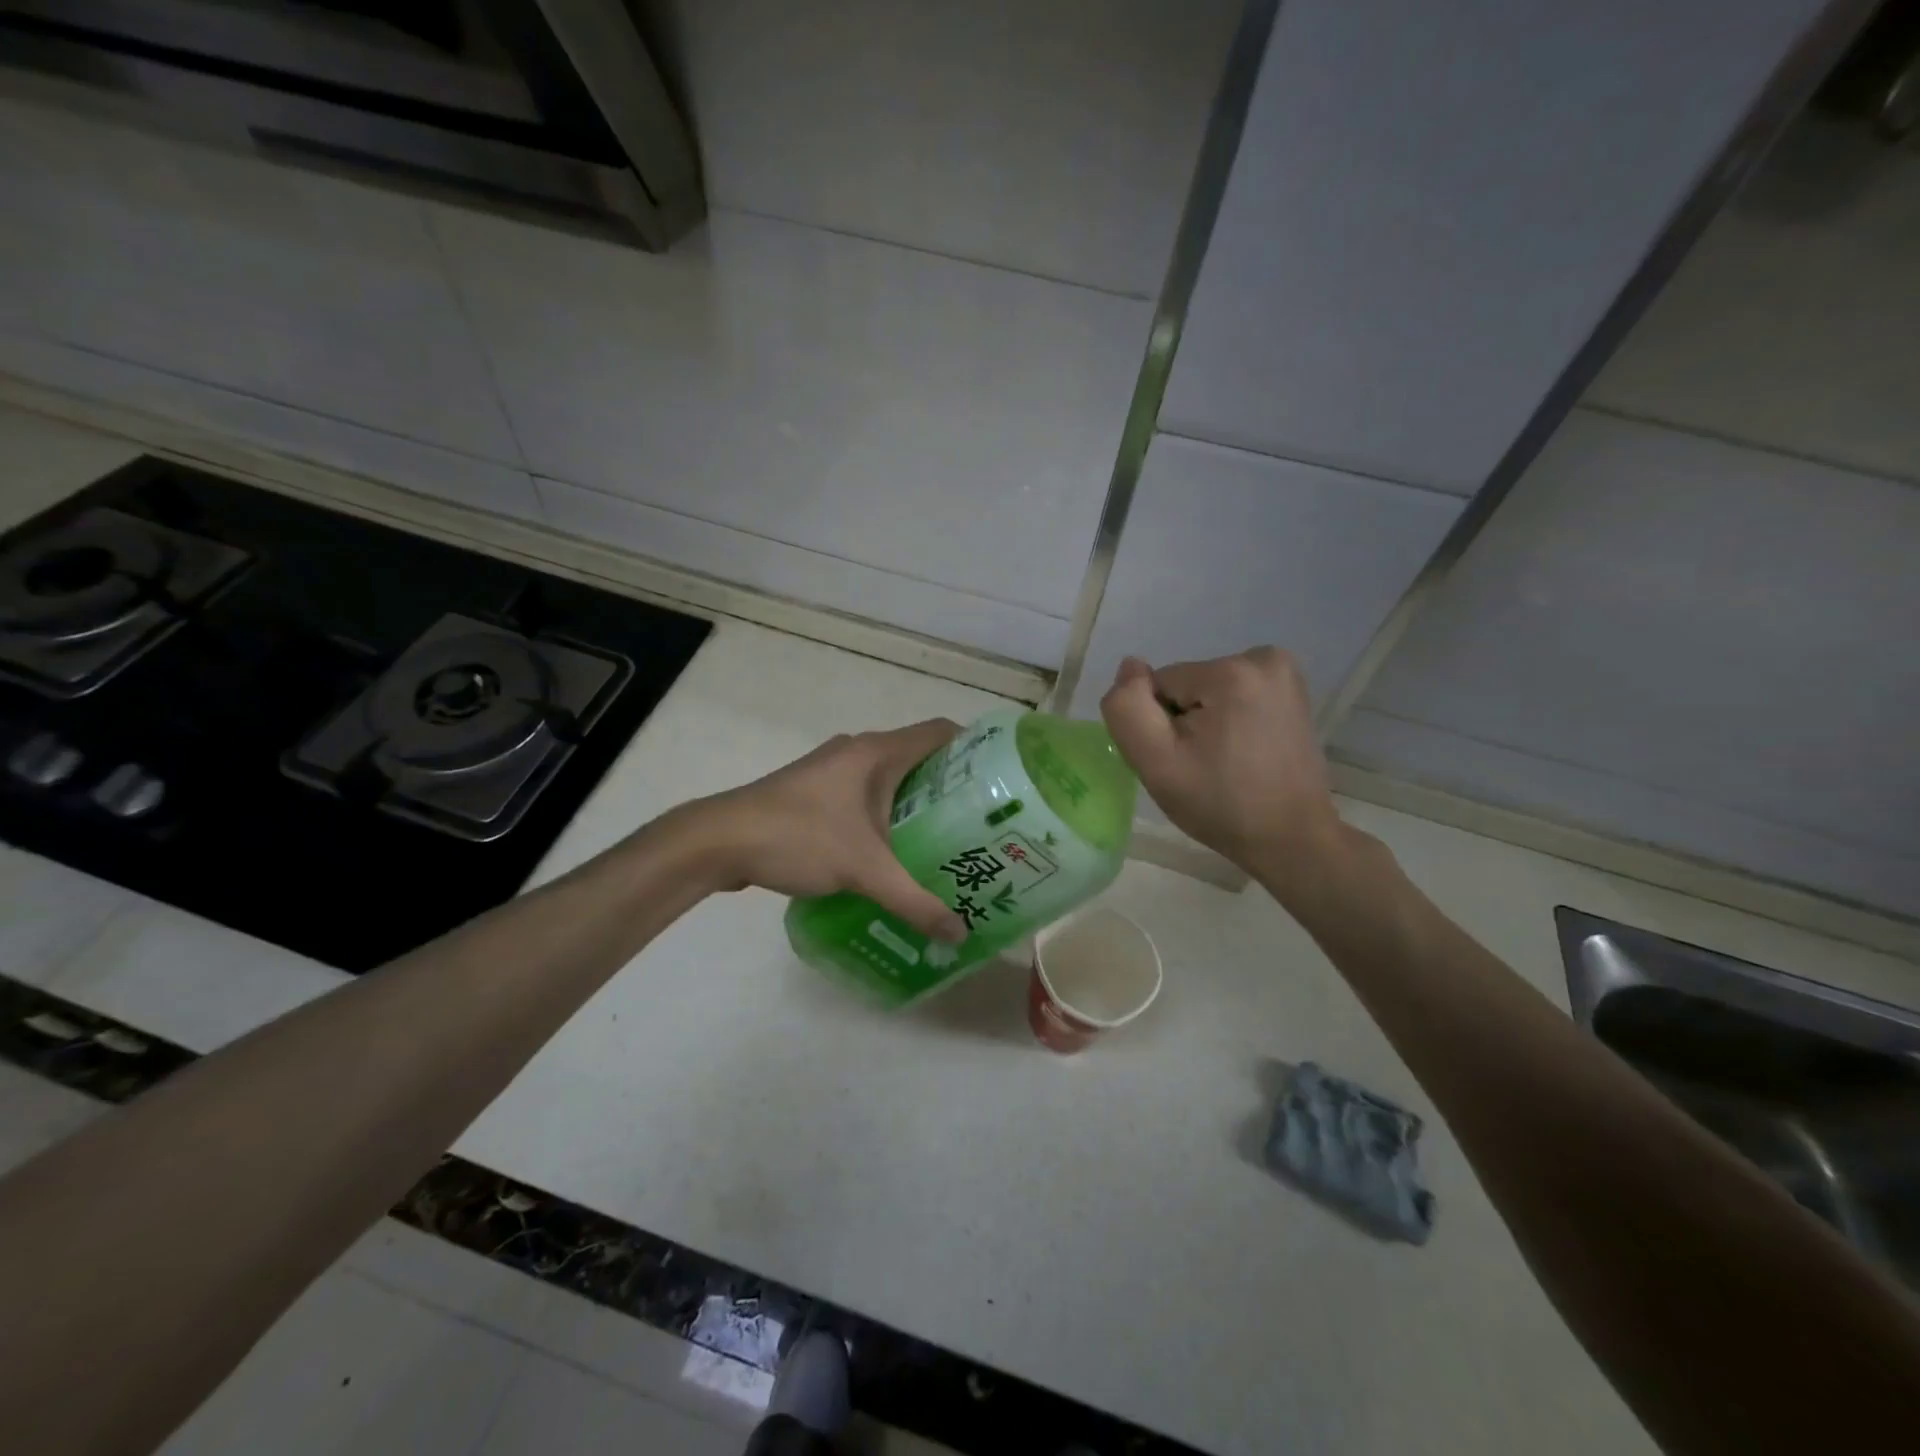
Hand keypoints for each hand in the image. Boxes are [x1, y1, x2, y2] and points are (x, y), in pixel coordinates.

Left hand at [683, 720, 967, 942]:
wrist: (719, 841)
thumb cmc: (799, 837)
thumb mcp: (865, 871)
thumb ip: (915, 902)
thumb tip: (959, 934)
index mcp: (878, 752)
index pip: (941, 732)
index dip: (975, 749)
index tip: (1001, 782)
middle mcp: (859, 752)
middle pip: (920, 757)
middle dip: (951, 787)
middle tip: (982, 824)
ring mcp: (834, 771)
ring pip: (890, 780)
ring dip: (917, 805)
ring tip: (948, 842)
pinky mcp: (815, 792)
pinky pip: (866, 796)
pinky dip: (887, 816)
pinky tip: (895, 853)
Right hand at [1099, 648, 1344, 890]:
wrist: (1290, 838)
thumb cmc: (1220, 804)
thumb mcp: (1156, 762)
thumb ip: (1127, 707)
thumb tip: (1130, 666)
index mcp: (1231, 672)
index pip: (1159, 685)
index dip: (1160, 725)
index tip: (1183, 760)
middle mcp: (1263, 658)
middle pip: (1186, 685)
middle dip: (1184, 722)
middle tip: (1202, 766)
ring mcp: (1284, 673)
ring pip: (1207, 692)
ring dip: (1205, 724)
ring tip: (1223, 763)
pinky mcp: (1292, 691)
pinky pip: (1233, 696)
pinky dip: (1228, 721)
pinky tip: (1242, 753)